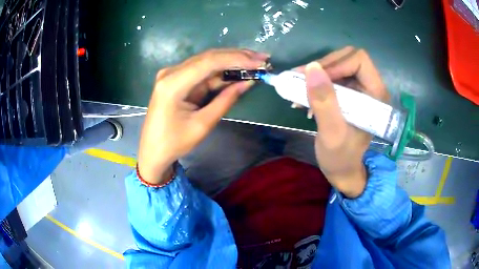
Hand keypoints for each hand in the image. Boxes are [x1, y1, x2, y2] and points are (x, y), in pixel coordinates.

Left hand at [138, 49, 268, 183]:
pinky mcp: (177, 79)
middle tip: (262, 59)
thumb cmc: (174, 143)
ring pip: (207, 62)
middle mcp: (171, 72)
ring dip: (231, 62)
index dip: (237, 59)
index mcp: (173, 83)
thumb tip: (247, 82)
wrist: (153, 151)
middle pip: (209, 57)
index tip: (259, 62)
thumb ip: (225, 100)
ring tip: (255, 63)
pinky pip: (202, 71)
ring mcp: (173, 74)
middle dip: (237, 57)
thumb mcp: (203, 124)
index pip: (209, 62)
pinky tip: (237, 72)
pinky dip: (220, 72)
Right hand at [298, 47, 388, 197]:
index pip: (359, 60)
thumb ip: (324, 102)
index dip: (336, 64)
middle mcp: (370, 87)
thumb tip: (311, 68)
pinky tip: (303, 97)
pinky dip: (315, 82)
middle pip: (346, 58)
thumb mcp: (332, 133)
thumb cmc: (341, 157)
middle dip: (322, 67)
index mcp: (376, 95)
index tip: (314, 79)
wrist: (342, 169)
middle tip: (301, 81)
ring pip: (336, 65)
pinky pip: (331, 76)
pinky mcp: (348, 93)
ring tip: (298, 90)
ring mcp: (359, 89)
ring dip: (316, 75)